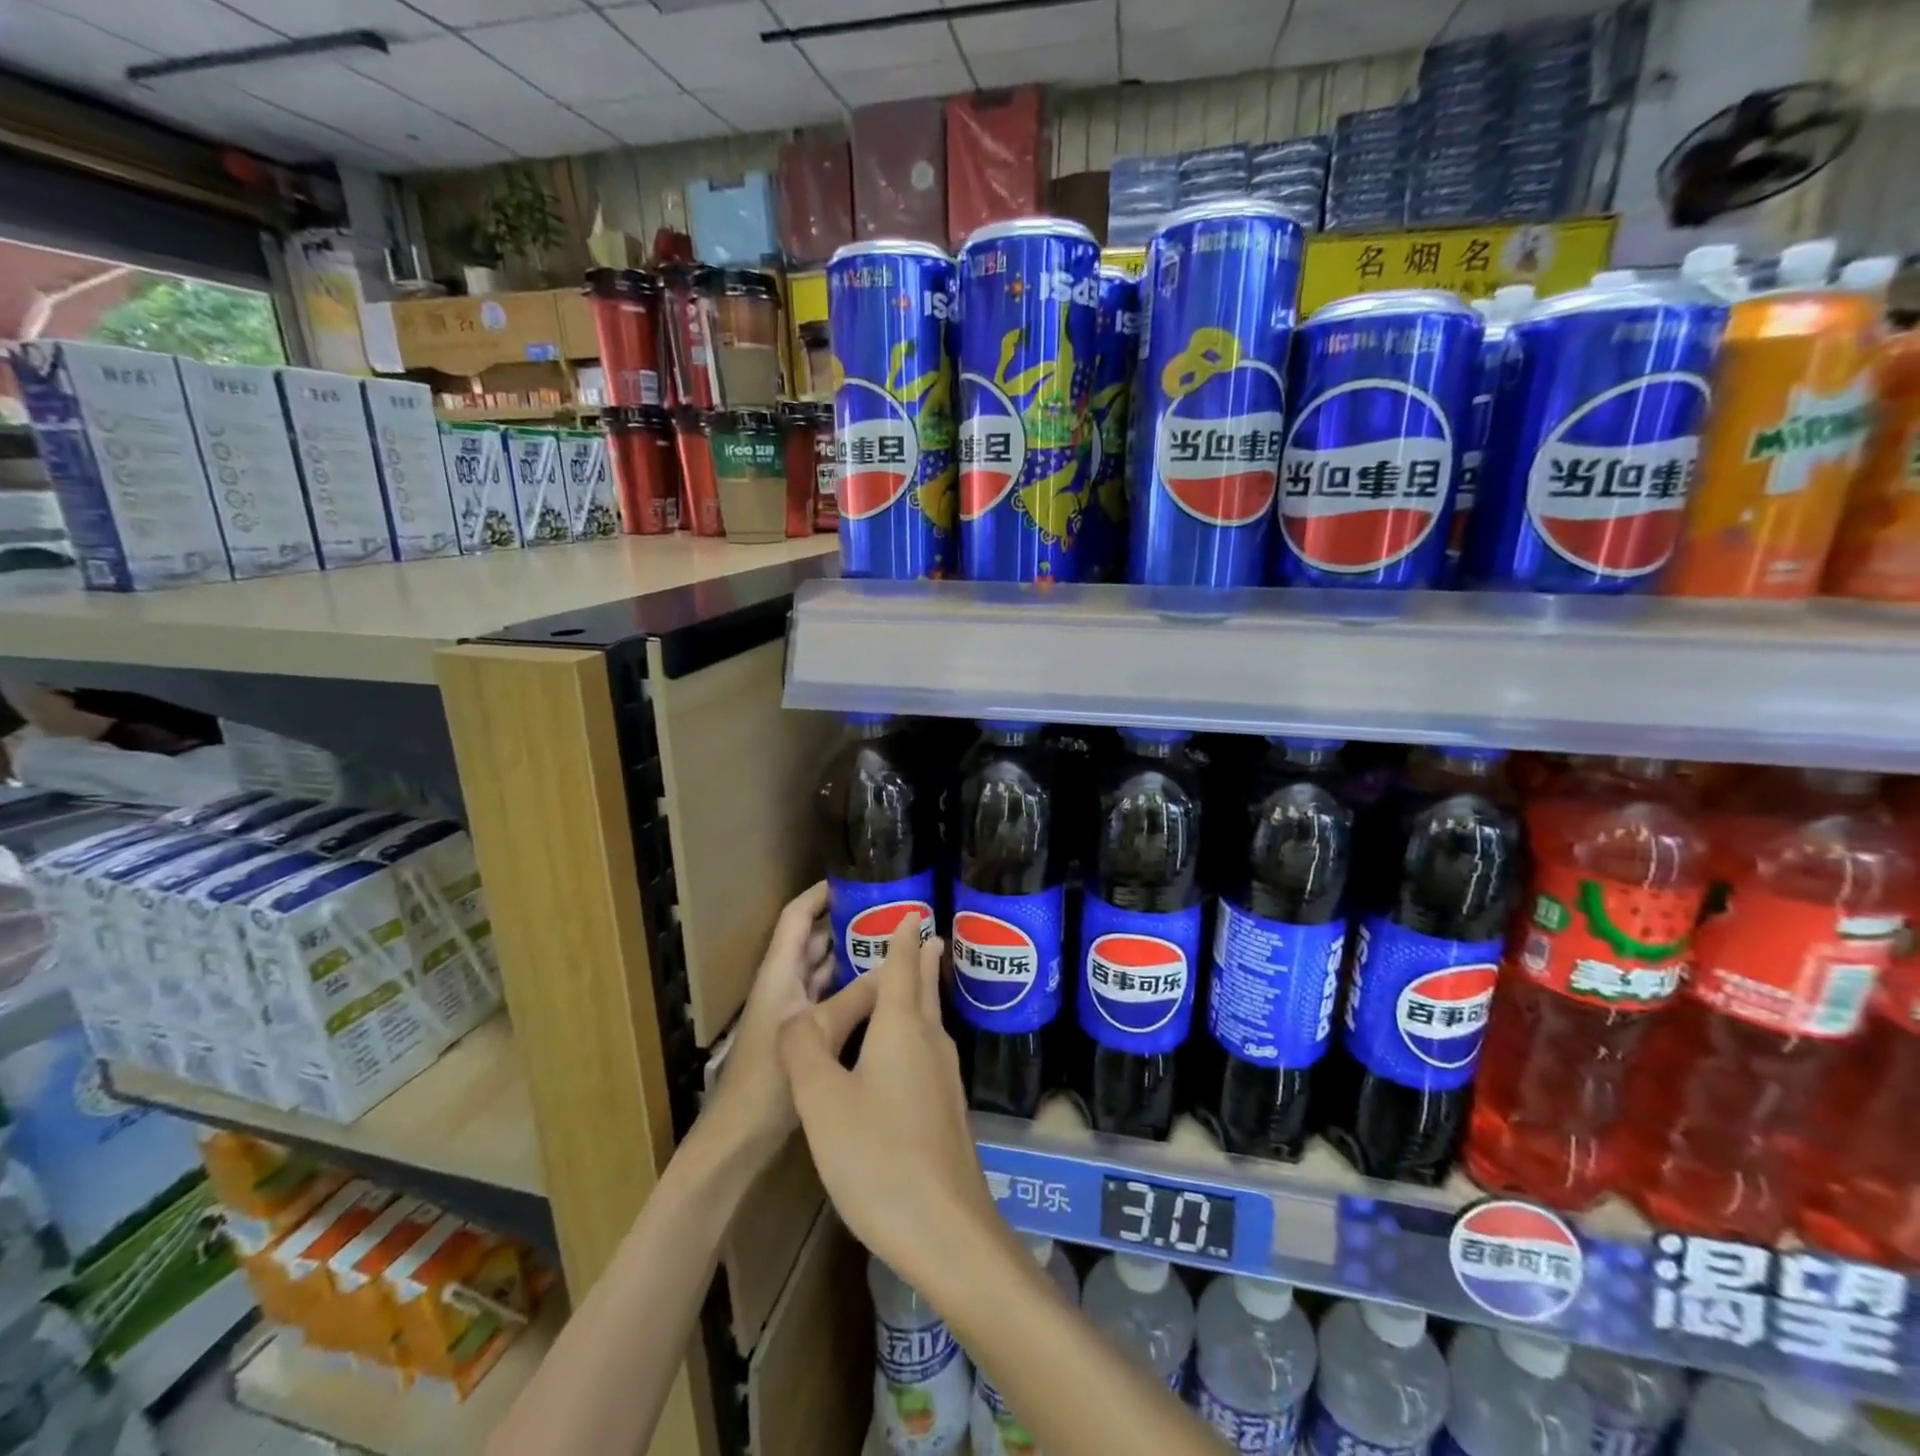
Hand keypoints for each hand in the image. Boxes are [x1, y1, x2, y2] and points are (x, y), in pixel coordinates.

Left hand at [706, 882, 877, 1161]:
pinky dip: (849, 984)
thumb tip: (894, 968)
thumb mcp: (816, 1032)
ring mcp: (791, 1007)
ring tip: (889, 940)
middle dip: (845, 921)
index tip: (854, 879)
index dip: (820, 894)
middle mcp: (784, 982)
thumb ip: (855, 999)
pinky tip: (878, 986)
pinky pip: (828, 994)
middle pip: (813, 938)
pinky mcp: (802, 1030)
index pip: (797, 917)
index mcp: (779, 972)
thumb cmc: (767, 1078)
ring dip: (849, 953)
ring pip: (823, 967)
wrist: (738, 1135)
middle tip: (887, 911)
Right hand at [779, 912, 999, 1279]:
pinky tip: (911, 1052)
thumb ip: (804, 1050)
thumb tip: (794, 1012)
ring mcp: (944, 1078)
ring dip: (923, 994)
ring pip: (930, 1021)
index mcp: (900, 1029)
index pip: (901, 968)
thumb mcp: (822, 1101)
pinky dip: (919, 1031)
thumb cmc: (877, 1156)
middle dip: (922, 960)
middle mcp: (929, 1043)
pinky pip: (931, 1051)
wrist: (945, 1229)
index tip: (912, 913)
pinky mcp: (948, 1111)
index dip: (902, 939)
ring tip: (917, 980)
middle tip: (927, 933)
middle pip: (924, 990)